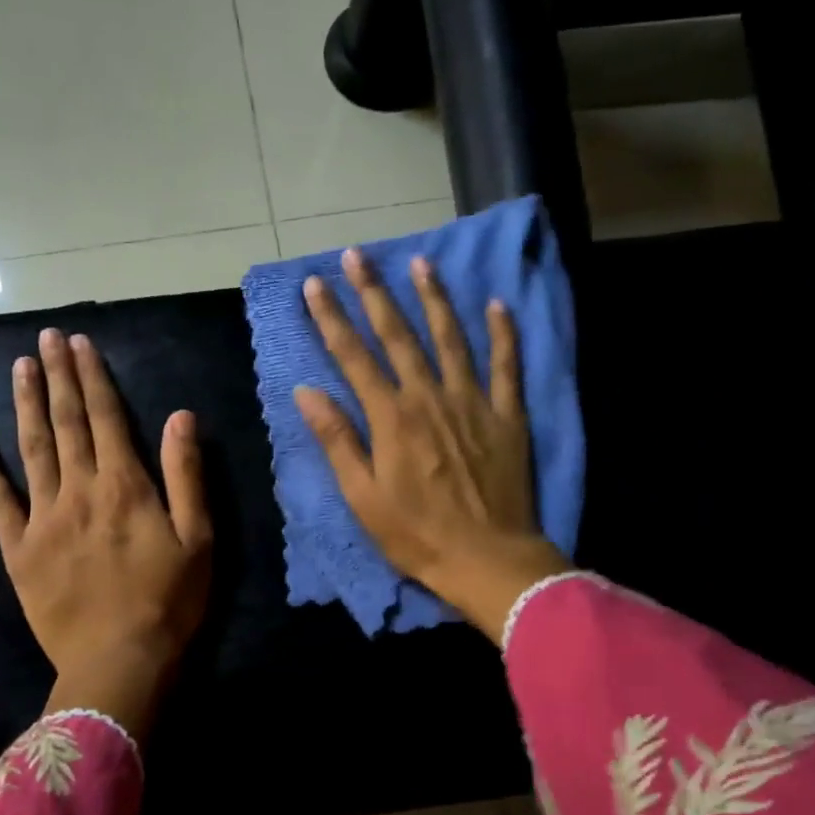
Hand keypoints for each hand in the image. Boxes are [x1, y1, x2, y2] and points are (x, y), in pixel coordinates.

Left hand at [0, 328, 212, 735]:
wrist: (118, 662)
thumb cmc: (169, 603)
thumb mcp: (198, 539)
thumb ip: (186, 474)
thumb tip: (180, 416)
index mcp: (125, 486)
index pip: (106, 417)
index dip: (93, 377)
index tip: (80, 343)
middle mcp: (79, 490)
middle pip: (66, 423)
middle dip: (58, 377)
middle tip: (46, 338)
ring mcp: (43, 518)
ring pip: (32, 449)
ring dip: (26, 405)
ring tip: (20, 367)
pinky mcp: (19, 549)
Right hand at [294, 249, 568, 643]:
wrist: (487, 559)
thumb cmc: (416, 535)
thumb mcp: (362, 497)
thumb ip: (337, 440)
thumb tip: (307, 392)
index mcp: (391, 418)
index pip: (354, 357)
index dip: (331, 319)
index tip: (313, 285)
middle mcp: (430, 397)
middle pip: (398, 335)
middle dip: (373, 293)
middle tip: (356, 255)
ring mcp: (473, 402)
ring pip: (451, 339)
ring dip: (434, 299)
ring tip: (420, 263)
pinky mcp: (507, 416)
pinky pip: (507, 365)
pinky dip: (504, 333)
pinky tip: (497, 304)